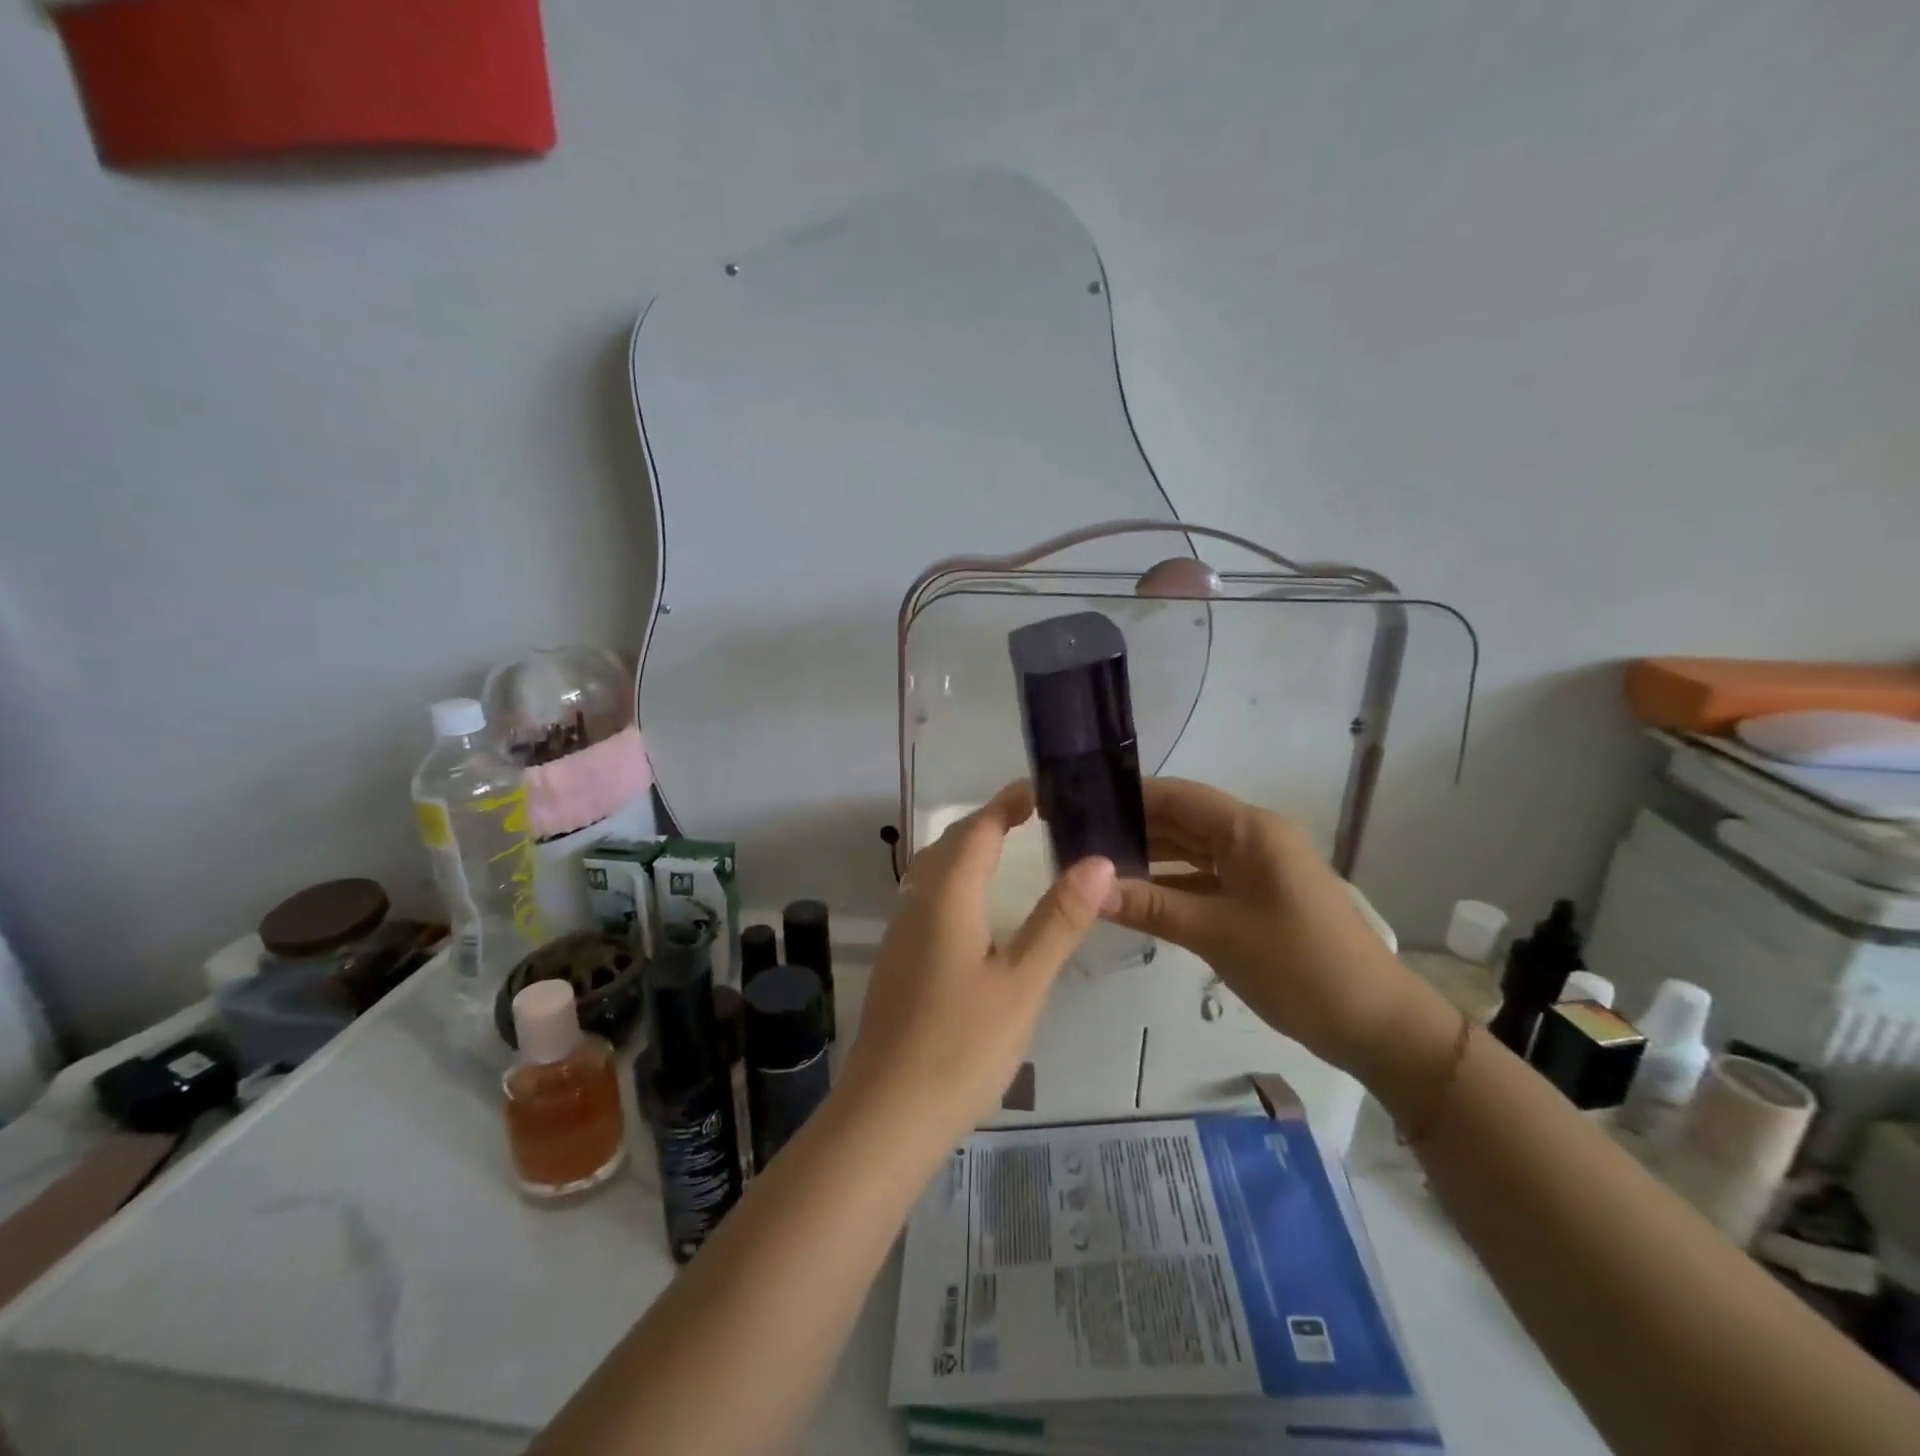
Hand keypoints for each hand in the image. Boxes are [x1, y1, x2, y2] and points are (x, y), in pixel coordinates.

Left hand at [839, 782, 1114, 1145]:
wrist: (887, 1114)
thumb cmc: (962, 1046)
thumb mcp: (1023, 983)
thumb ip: (1058, 919)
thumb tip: (1097, 860)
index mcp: (947, 896)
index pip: (978, 829)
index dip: (1007, 803)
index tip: (1041, 789)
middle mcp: (917, 902)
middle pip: (951, 843)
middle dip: (988, 821)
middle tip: (1032, 816)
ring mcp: (901, 932)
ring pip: (933, 871)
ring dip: (967, 849)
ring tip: (1007, 851)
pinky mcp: (898, 960)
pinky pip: (927, 898)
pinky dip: (955, 881)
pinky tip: (975, 911)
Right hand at [1100, 777, 1422, 1076]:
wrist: (1376, 1024)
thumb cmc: (1299, 966)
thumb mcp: (1216, 934)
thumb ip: (1150, 906)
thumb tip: (1088, 889)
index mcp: (1250, 830)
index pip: (1178, 795)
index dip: (1129, 796)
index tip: (1079, 805)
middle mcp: (1253, 838)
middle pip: (1182, 820)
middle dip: (1132, 827)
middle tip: (1076, 840)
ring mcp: (1258, 868)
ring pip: (1191, 850)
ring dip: (1149, 857)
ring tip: (1095, 866)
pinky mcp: (1258, 896)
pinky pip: (1205, 878)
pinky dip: (1171, 884)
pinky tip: (1134, 897)